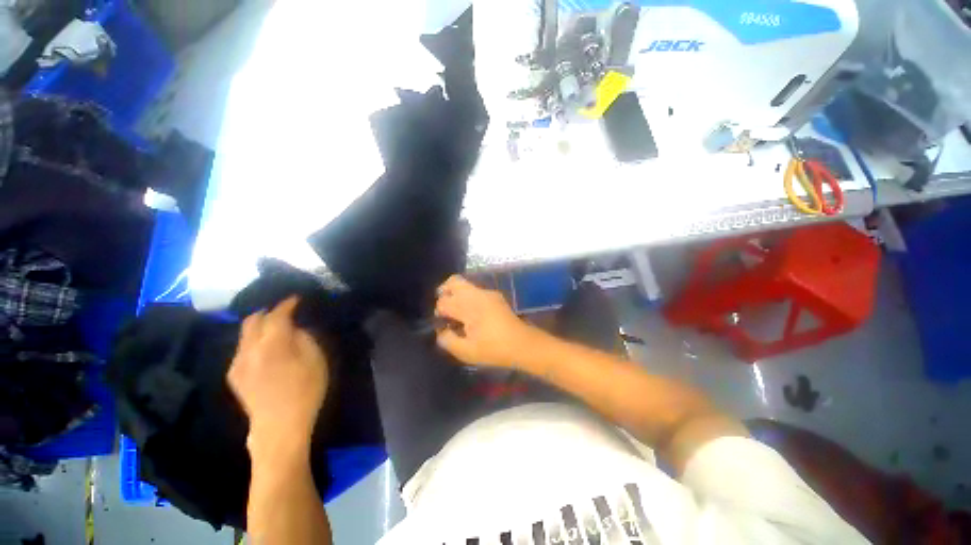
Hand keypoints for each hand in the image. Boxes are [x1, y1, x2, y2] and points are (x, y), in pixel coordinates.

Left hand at [228, 297, 328, 451]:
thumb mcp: (316, 361)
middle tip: (284, 311)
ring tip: (275, 329)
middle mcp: (249, 350)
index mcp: (272, 345)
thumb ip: (304, 338)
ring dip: (259, 326)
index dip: (287, 304)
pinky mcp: (234, 375)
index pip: (276, 315)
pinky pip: (242, 348)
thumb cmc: (305, 391)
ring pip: (244, 334)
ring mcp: (238, 363)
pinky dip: (254, 340)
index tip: (296, 298)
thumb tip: (294, 328)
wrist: (279, 427)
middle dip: (268, 311)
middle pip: (252, 320)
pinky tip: (266, 349)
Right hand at [434, 275, 539, 367]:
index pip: (444, 301)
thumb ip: (448, 340)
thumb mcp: (466, 352)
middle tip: (443, 309)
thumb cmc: (494, 349)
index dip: (439, 312)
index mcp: (469, 306)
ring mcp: (488, 293)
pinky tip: (471, 315)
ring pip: (465, 285)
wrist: (523, 344)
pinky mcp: (495, 296)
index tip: (443, 324)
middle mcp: (477, 295)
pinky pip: (475, 291)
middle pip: (454, 281)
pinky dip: (467, 298)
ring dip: (456, 295)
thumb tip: (441, 331)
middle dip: (444, 291)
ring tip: (457, 313)